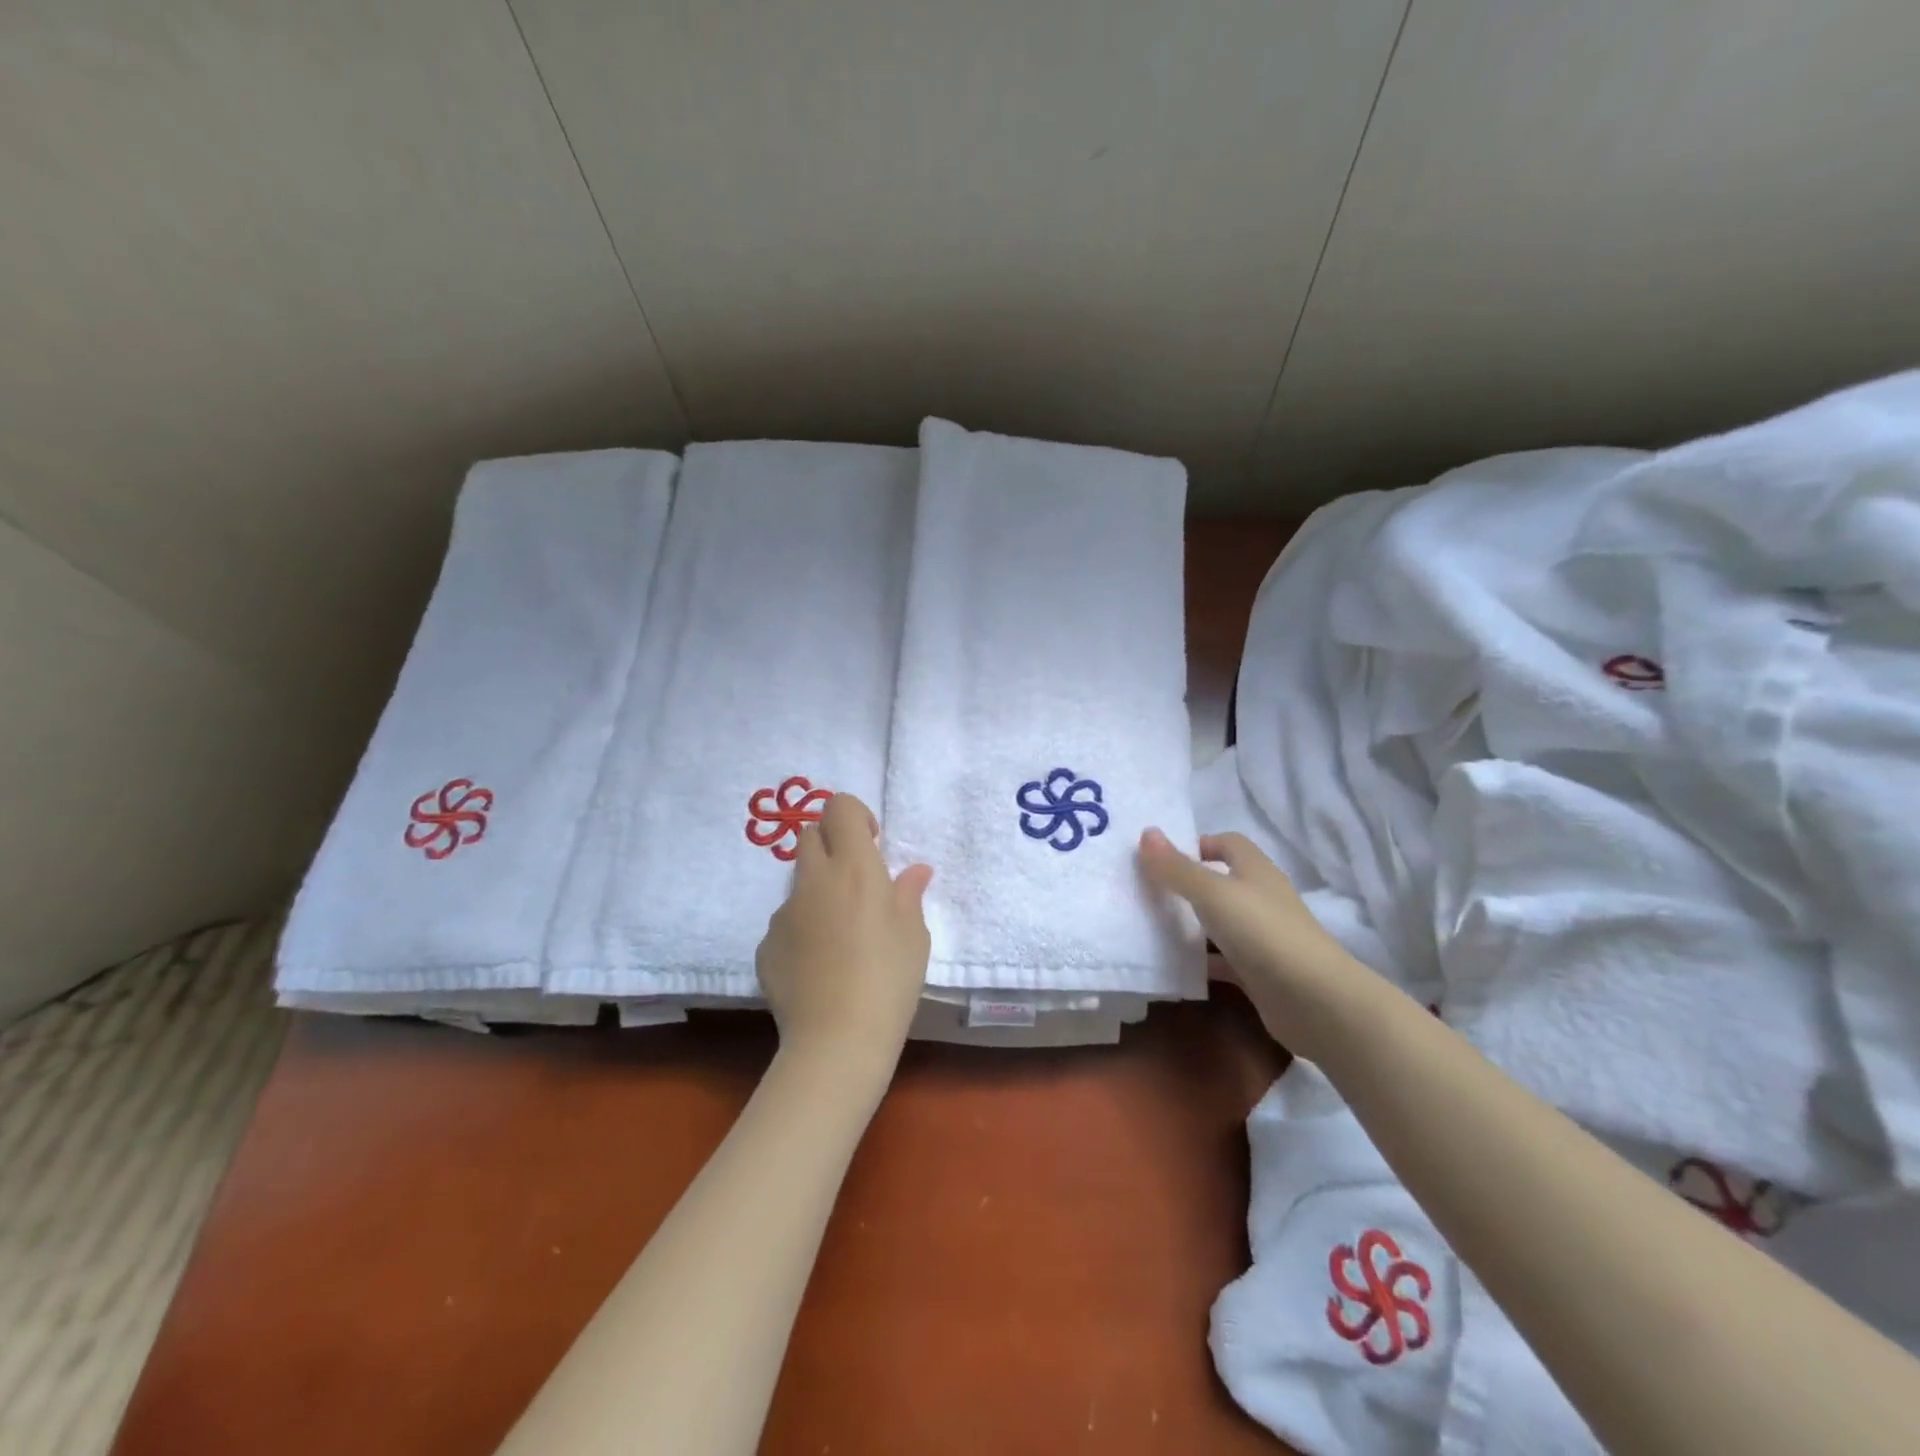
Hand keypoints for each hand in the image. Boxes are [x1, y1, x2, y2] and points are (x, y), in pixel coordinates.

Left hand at [756, 793, 932, 1075]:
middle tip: (855, 883)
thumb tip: (913, 872)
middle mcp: (814, 880)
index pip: (839, 807)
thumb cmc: (890, 978)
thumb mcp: (914, 934)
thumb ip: (908, 894)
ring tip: (839, 937)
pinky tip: (819, 968)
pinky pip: (786, 923)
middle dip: (832, 845)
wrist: (837, 1039)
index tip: (872, 844)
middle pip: (810, 835)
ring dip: (818, 892)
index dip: (854, 816)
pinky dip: (802, 931)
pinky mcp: (765, 945)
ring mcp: (784, 913)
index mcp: (855, 868)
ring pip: (798, 883)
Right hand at [1138, 828, 1367, 1057]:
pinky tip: (1173, 966)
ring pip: (1219, 922)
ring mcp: (1262, 937)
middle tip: (1147, 891)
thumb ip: (1177, 867)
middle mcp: (1260, 899)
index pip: (1227, 843)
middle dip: (1186, 884)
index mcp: (1255, 871)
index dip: (1198, 844)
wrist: (1314, 1001)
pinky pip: (1222, 960)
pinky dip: (1201, 962)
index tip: (1162, 858)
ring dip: (1191, 924)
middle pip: (1221, 882)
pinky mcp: (1259, 972)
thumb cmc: (1262, 932)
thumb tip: (1147, 833)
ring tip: (1150, 926)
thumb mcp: (1211, 893)